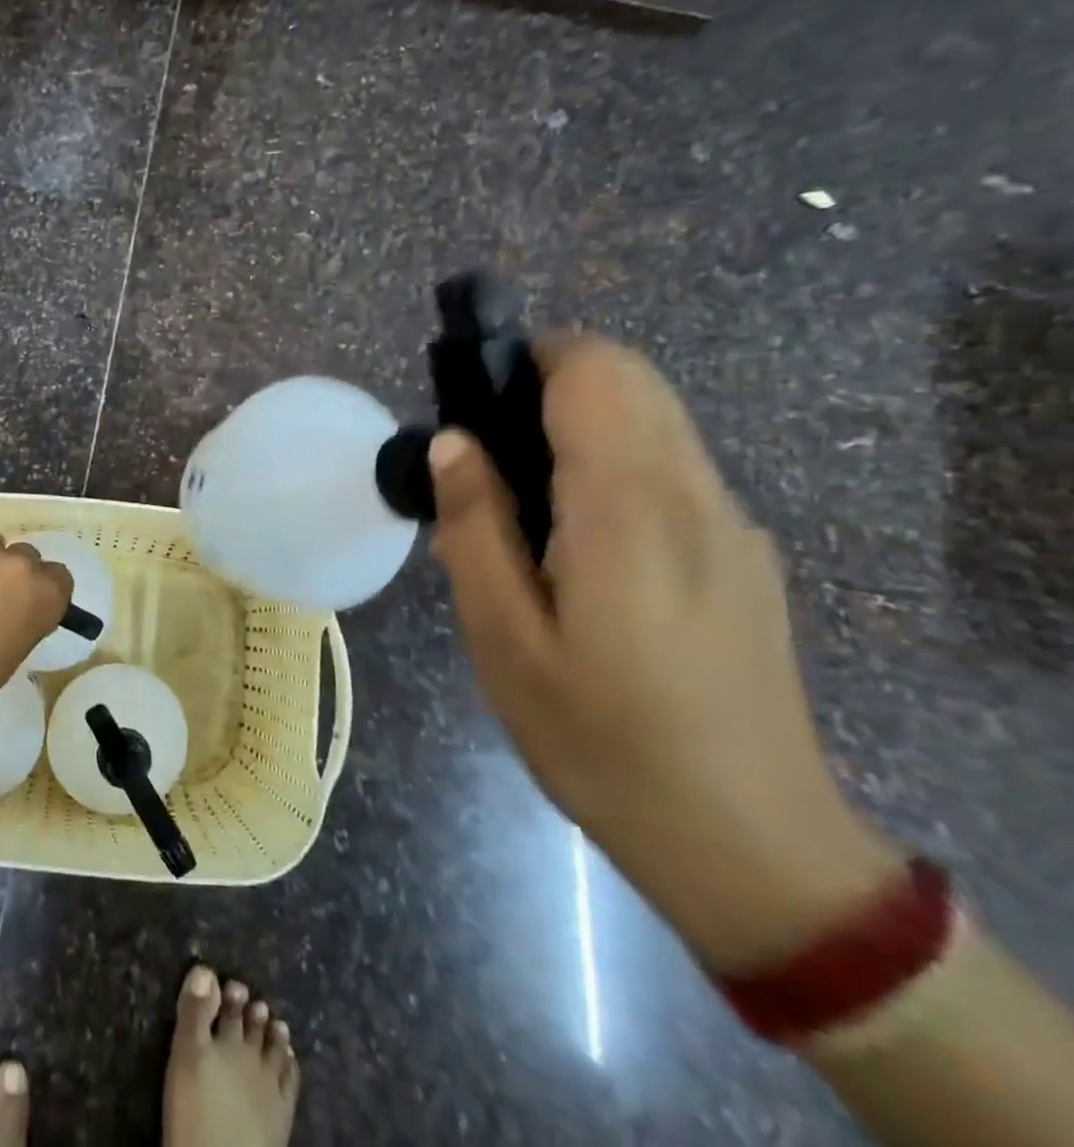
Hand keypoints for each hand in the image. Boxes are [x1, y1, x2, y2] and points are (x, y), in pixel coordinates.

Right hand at [429, 337, 903, 973]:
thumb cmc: (600, 738)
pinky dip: (612, 470)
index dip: (530, 358)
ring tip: (518, 512)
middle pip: (631, 382)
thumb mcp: (504, 638)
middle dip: (550, 386)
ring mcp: (731, 525)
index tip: (474, 402)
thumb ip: (474, 526)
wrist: (746, 841)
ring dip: (579, 429)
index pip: (596, 371)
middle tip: (484, 460)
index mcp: (629, 510)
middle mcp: (694, 497)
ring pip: (654, 423)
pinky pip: (671, 473)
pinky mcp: (744, 555)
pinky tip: (573, 553)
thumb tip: (452, 440)